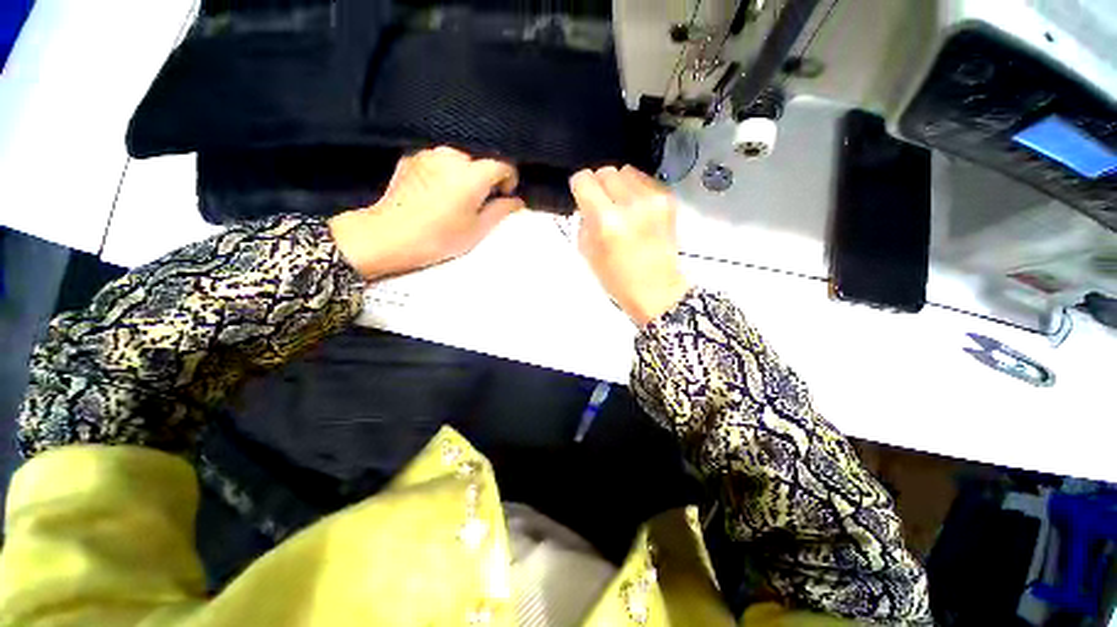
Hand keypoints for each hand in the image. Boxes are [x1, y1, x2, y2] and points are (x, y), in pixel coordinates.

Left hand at [329, 146, 523, 279]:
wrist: (389, 235)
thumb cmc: (439, 237)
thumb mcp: (477, 229)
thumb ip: (501, 210)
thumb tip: (517, 201)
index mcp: (472, 174)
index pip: (503, 164)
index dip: (509, 180)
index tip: (503, 196)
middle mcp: (452, 155)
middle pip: (480, 160)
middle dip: (485, 179)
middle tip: (477, 203)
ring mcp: (429, 153)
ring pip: (459, 159)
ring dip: (464, 175)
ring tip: (454, 199)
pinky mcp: (411, 156)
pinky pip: (439, 160)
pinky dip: (445, 172)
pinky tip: (436, 193)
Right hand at [570, 165, 689, 325]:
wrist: (656, 290)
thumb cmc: (617, 279)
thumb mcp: (588, 253)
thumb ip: (585, 221)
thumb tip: (587, 202)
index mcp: (606, 221)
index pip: (584, 180)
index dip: (579, 187)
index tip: (581, 197)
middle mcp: (630, 203)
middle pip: (606, 171)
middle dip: (599, 185)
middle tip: (602, 204)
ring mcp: (652, 199)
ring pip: (626, 171)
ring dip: (619, 186)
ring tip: (621, 206)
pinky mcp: (667, 200)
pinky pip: (644, 180)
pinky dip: (636, 190)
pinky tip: (637, 209)